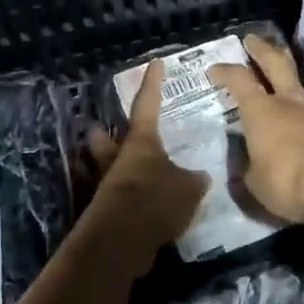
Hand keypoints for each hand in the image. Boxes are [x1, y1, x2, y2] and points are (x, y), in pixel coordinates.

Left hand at [83, 58, 207, 270]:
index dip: (153, 83)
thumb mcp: (188, 188)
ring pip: (103, 167)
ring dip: (112, 168)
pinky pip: (113, 196)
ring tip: (131, 173)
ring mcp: (106, 184)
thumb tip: (199, 177)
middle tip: (107, 128)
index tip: (155, 63)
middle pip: (104, 137)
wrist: (122, 240)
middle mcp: (118, 157)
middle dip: (104, 133)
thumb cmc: (155, 199)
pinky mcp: (104, 211)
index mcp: (141, 141)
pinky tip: (141, 207)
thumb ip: (193, 180)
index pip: (148, 103)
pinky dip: (124, 199)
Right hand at [208, 35, 303, 224]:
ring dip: (290, 89)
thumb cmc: (289, 182)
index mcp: (262, 110)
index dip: (225, 71)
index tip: (215, 69)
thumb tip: (249, 164)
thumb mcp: (256, 183)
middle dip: (261, 49)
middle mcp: (290, 101)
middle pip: (275, 62)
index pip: (239, 79)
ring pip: (301, 89)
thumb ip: (250, 168)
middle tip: (252, 39)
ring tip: (284, 100)